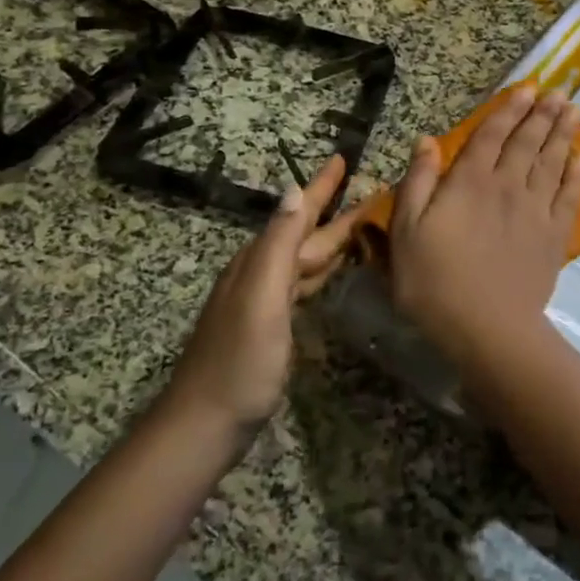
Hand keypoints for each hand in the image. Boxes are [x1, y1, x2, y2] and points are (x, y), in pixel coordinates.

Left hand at [159, 155, 358, 433]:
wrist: (206, 422)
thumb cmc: (240, 361)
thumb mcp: (262, 297)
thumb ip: (278, 244)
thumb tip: (294, 189)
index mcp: (260, 261)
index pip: (297, 213)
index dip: (320, 186)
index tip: (342, 157)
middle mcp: (261, 273)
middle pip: (305, 234)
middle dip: (336, 210)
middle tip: (373, 191)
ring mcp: (264, 301)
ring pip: (306, 258)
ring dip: (333, 238)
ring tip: (364, 224)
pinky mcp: (271, 326)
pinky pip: (304, 284)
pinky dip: (323, 270)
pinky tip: (334, 271)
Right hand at [389, 84, 579, 360]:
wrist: (486, 327)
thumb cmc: (434, 281)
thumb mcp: (406, 231)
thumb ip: (418, 182)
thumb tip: (426, 140)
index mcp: (470, 182)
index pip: (492, 135)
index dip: (509, 110)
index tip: (526, 89)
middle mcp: (507, 186)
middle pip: (528, 142)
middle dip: (543, 114)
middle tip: (558, 92)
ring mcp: (536, 210)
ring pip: (552, 162)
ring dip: (563, 134)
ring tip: (573, 110)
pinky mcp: (554, 235)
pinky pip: (569, 196)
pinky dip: (576, 174)